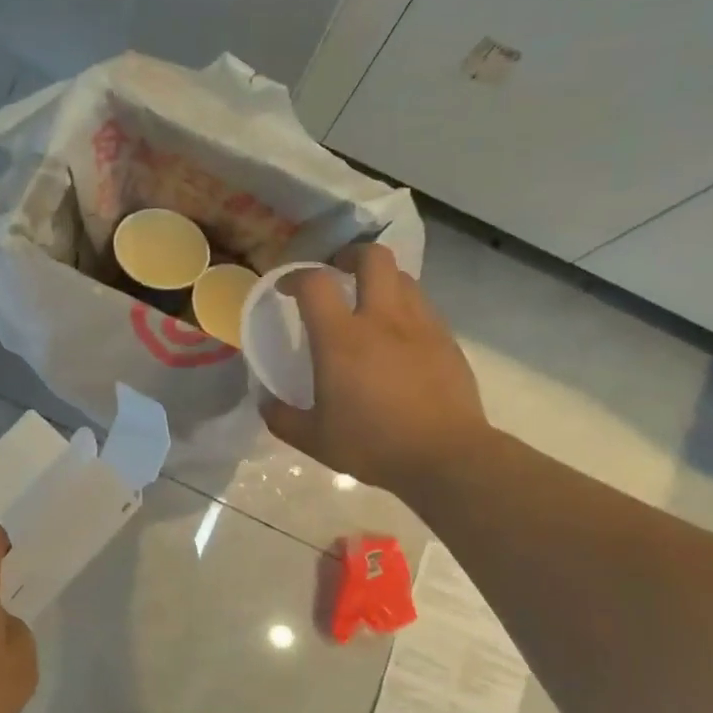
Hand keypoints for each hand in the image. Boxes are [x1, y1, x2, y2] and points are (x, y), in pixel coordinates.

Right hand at [262, 243, 490, 497]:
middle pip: (372, 257)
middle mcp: (382, 319)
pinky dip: (405, 309)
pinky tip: (399, 338)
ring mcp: (420, 326)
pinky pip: (423, 307)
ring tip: (370, 304)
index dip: (295, 276)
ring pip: (403, 277)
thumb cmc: (373, 445)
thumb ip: (282, 417)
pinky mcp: (447, 341)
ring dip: (381, 280)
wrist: (446, 457)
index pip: (315, 283)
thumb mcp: (313, 439)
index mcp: (342, 339)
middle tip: (338, 272)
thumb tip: (265, 401)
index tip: (287, 289)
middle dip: (350, 255)